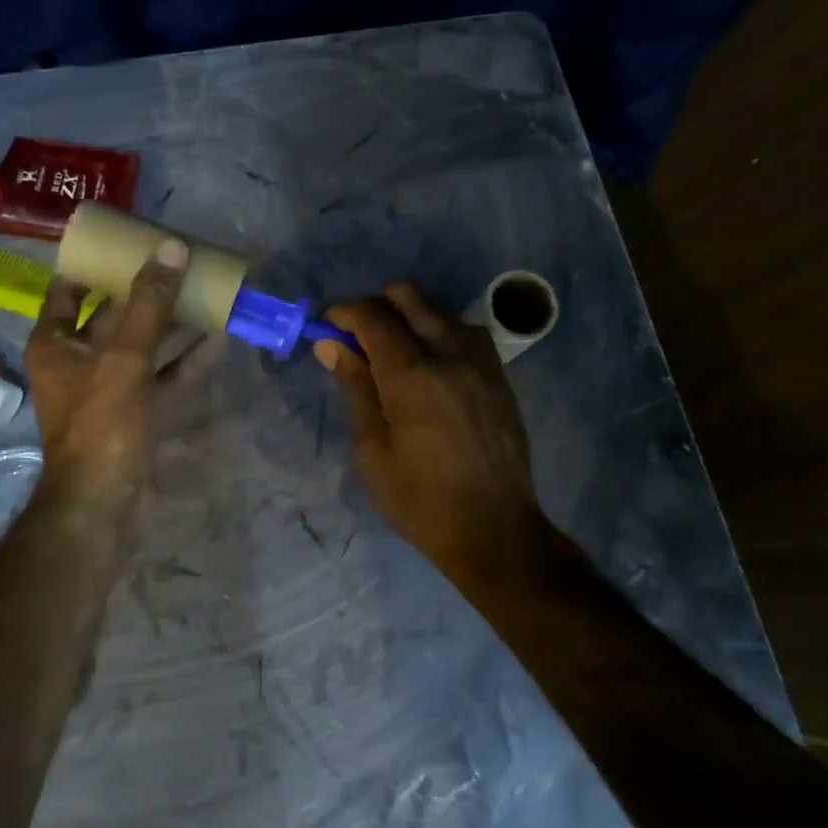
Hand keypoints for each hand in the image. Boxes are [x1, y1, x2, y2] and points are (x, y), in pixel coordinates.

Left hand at [24, 237, 195, 526]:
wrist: (103, 505)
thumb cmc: (101, 424)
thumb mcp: (124, 358)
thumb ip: (150, 305)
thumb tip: (172, 248)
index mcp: (56, 343)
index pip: (67, 290)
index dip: (93, 264)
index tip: (125, 241)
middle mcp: (79, 362)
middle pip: (112, 315)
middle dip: (145, 291)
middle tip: (178, 260)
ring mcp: (110, 391)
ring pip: (144, 347)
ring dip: (173, 324)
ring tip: (206, 292)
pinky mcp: (137, 415)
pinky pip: (164, 378)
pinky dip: (187, 361)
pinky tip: (219, 338)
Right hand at [315, 283, 547, 575]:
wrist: (495, 530)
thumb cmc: (420, 500)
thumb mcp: (371, 451)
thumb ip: (354, 389)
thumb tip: (331, 345)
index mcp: (412, 376)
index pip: (373, 317)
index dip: (344, 312)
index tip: (327, 324)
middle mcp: (450, 355)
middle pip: (410, 297)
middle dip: (377, 304)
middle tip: (358, 336)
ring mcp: (481, 363)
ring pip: (440, 311)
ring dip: (411, 317)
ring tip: (394, 353)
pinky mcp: (500, 377)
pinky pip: (466, 333)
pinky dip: (440, 333)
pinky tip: (431, 367)